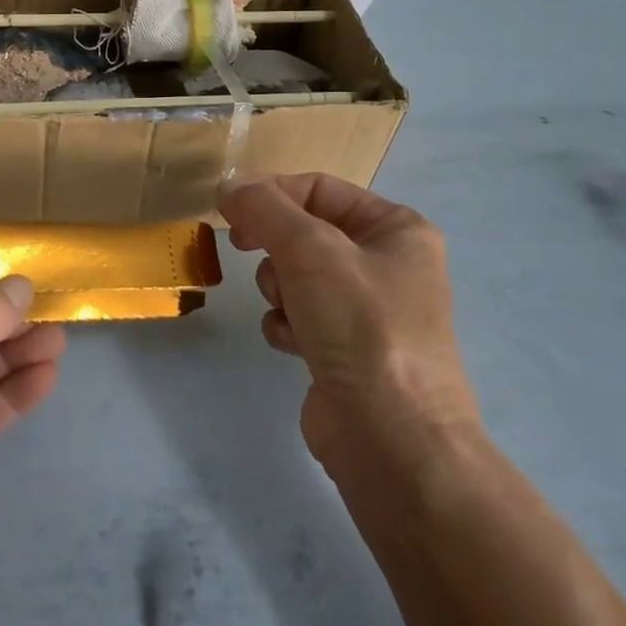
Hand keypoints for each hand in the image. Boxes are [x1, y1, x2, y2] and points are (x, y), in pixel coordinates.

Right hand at [219, 174, 477, 469]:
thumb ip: (264, 208)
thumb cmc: (362, 326)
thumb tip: (228, 185)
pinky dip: (287, 326)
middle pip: (305, 230)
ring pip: (296, 273)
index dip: (271, 193)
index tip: (229, 210)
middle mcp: (387, 263)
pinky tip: (296, 345)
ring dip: (280, 288)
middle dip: (275, 245)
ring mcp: (366, 310)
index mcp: (396, 228)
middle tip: (242, 247)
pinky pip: (298, 315)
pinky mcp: (345, 349)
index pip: (320, 188)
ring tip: (292, 312)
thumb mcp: (310, 250)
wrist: (393, 439)